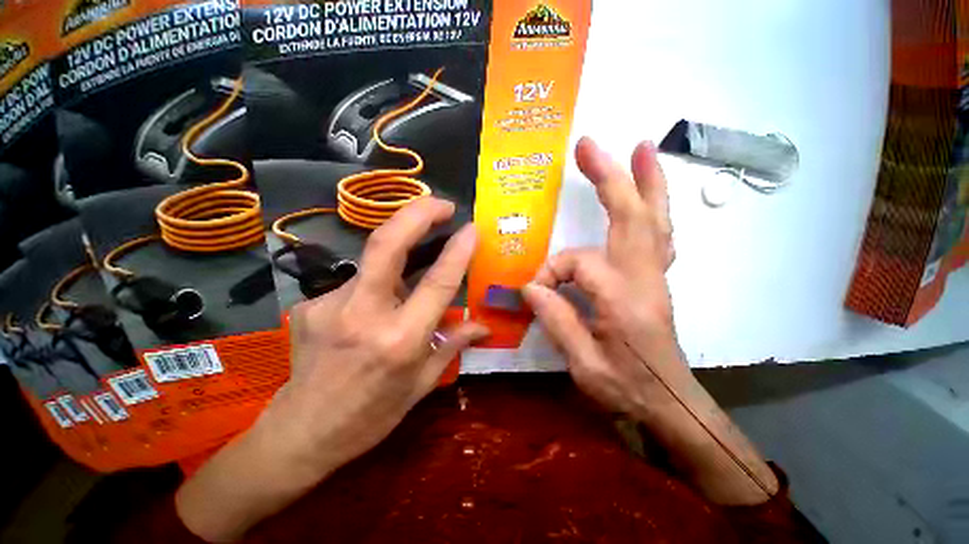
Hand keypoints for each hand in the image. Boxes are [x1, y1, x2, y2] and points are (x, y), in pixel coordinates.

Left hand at [273, 197, 487, 470]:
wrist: (300, 434)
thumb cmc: (371, 416)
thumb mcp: (422, 385)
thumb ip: (453, 345)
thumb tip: (484, 325)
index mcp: (400, 340)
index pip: (437, 283)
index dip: (457, 250)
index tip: (471, 228)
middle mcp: (364, 314)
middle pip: (388, 244)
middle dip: (418, 213)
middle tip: (442, 204)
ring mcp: (331, 304)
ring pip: (373, 258)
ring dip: (401, 247)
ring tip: (420, 248)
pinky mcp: (312, 302)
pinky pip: (358, 280)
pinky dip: (378, 281)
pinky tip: (380, 301)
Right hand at [522, 138, 778, 504]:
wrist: (669, 401)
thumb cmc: (627, 388)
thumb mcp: (585, 365)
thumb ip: (557, 321)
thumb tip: (530, 288)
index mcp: (625, 299)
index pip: (579, 264)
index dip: (551, 273)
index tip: (535, 293)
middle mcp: (645, 278)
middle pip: (631, 216)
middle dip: (610, 178)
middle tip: (590, 146)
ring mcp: (656, 275)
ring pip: (654, 219)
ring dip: (646, 181)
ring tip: (640, 148)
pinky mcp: (656, 278)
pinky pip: (658, 234)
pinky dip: (655, 206)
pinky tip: (648, 191)